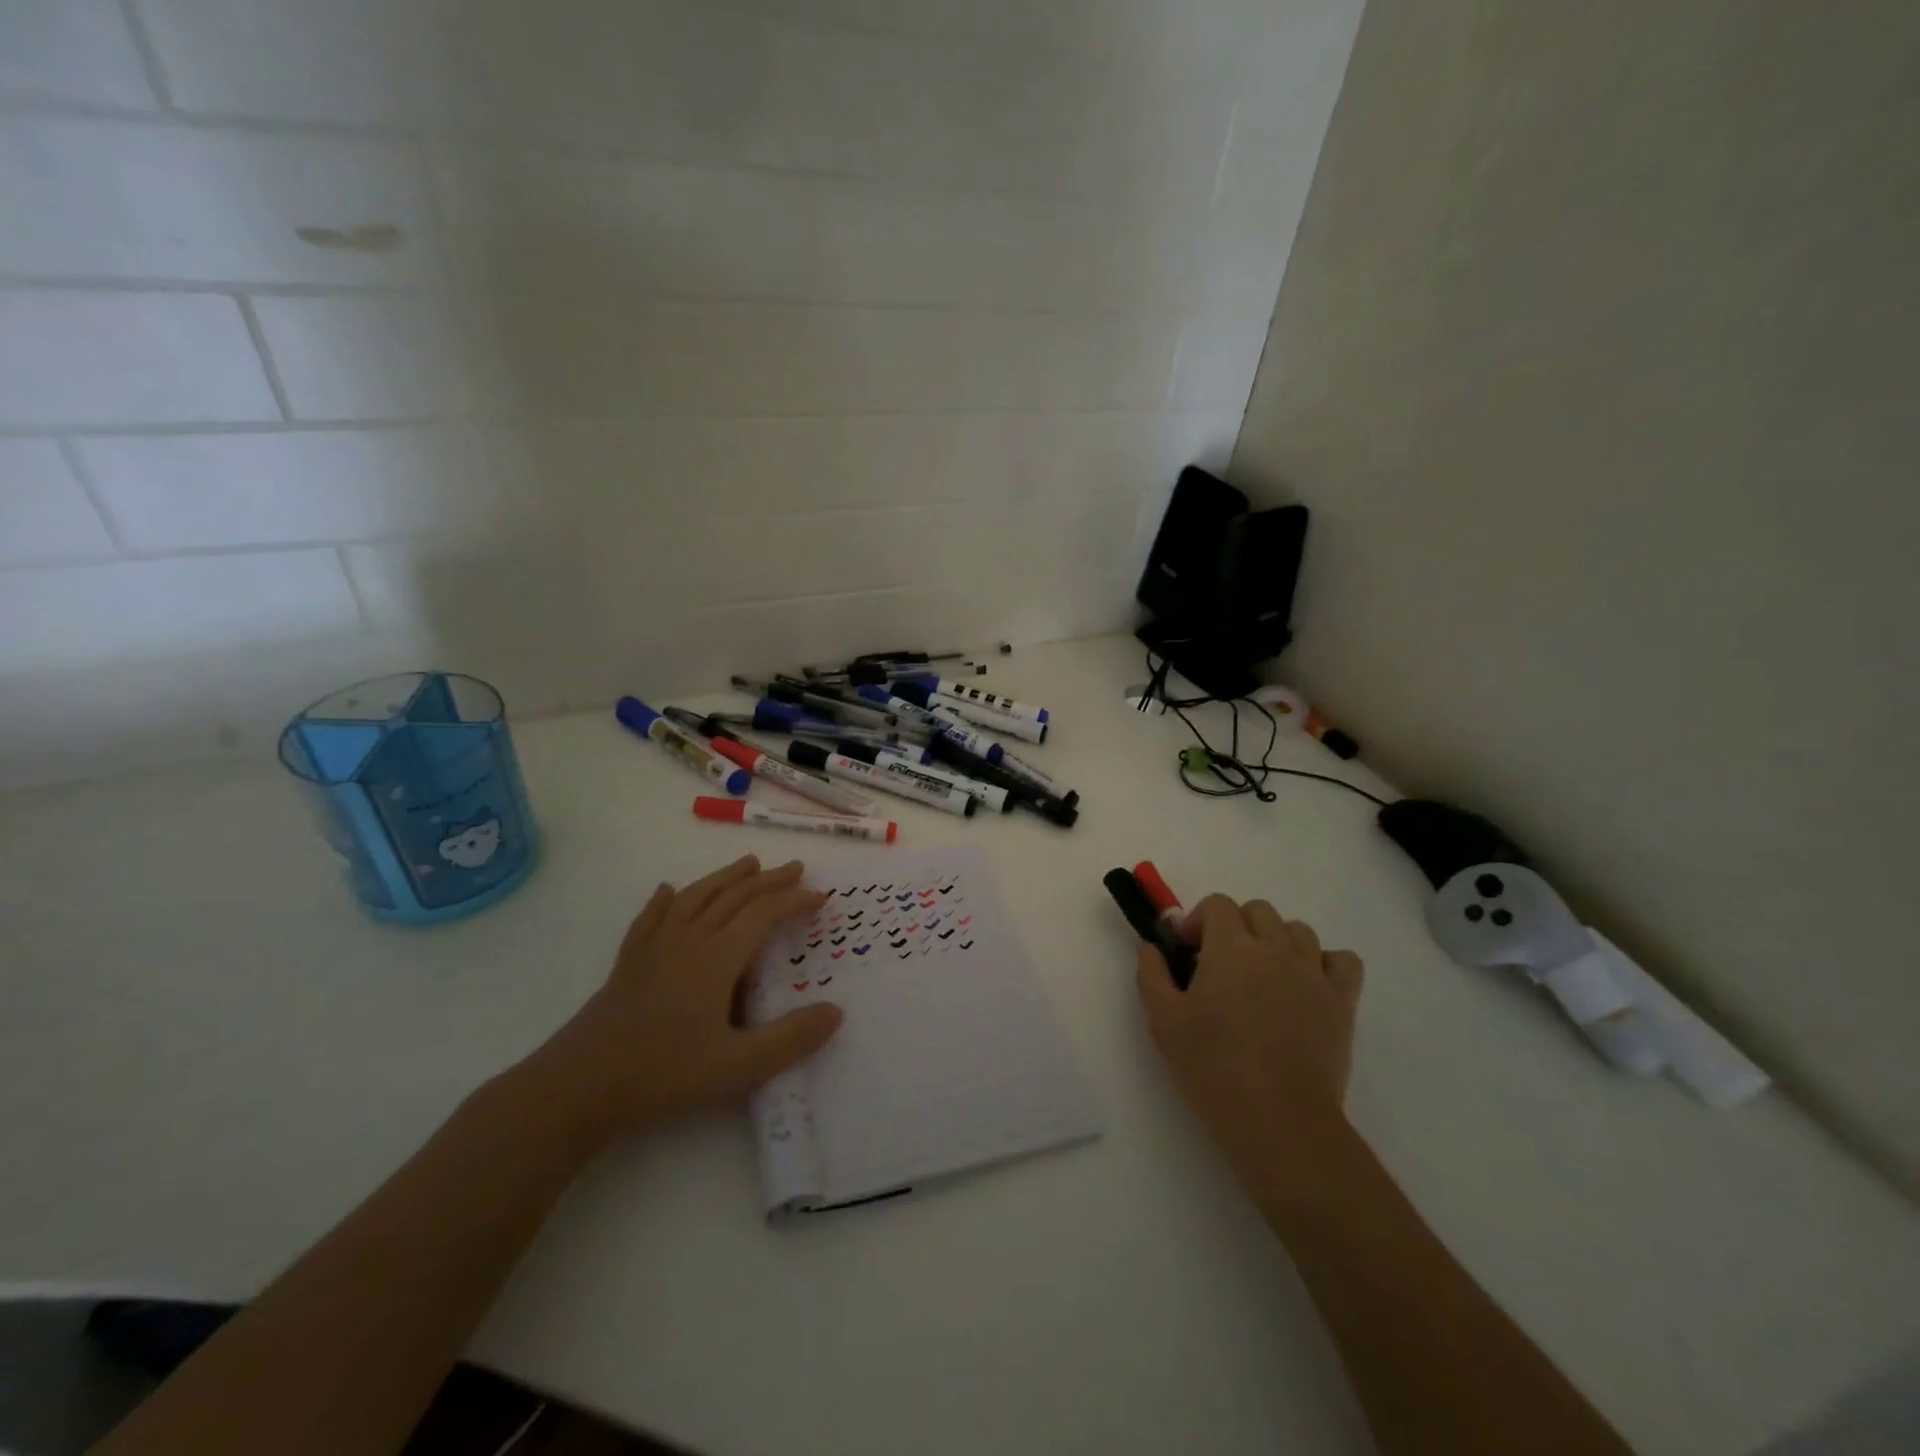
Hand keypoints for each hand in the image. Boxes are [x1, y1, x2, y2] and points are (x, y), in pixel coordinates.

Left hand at [516, 856, 842, 1149]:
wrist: (582, 1084)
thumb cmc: (665, 1073)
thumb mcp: (739, 1065)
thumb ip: (791, 1038)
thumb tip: (837, 1011)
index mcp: (718, 957)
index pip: (764, 914)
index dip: (794, 901)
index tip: (821, 897)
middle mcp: (689, 939)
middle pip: (734, 896)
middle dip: (769, 880)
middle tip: (795, 868)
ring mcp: (655, 947)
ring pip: (696, 897)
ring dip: (726, 877)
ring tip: (748, 863)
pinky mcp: (629, 962)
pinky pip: (652, 918)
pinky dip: (665, 900)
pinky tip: (668, 890)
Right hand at [1136, 895, 1364, 1150]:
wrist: (1278, 1118)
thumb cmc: (1213, 1066)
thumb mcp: (1163, 1020)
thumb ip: (1151, 974)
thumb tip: (1151, 947)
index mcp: (1230, 947)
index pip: (1218, 904)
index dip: (1199, 921)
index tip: (1188, 953)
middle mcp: (1275, 947)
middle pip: (1258, 910)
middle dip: (1235, 927)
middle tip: (1220, 965)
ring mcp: (1313, 972)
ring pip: (1298, 930)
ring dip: (1276, 941)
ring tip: (1262, 976)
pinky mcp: (1341, 1002)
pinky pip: (1342, 961)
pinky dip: (1324, 963)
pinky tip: (1306, 986)